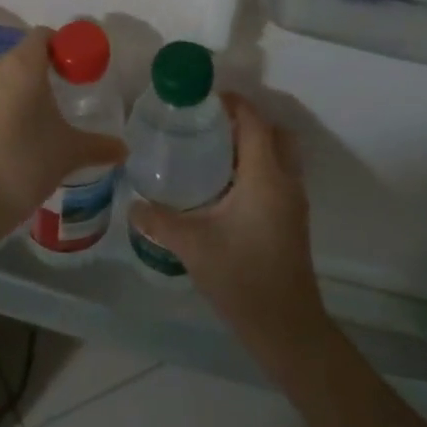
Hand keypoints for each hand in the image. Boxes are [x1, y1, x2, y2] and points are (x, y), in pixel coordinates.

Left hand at [0, 26, 128, 244]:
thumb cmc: (24, 164)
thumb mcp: (68, 154)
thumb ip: (98, 146)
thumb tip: (123, 149)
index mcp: (22, 65)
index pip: (43, 37)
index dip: (59, 49)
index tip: (71, 73)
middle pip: (15, 57)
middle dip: (32, 74)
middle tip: (50, 102)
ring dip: (5, 91)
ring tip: (22, 122)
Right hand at [131, 94, 328, 358]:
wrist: (286, 327)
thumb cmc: (241, 277)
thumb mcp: (192, 245)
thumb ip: (159, 220)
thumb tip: (132, 204)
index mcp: (265, 177)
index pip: (255, 123)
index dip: (234, 104)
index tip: (204, 99)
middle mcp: (285, 182)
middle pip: (275, 133)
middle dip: (247, 122)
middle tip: (209, 125)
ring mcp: (293, 202)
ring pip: (281, 156)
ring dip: (254, 145)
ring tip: (213, 151)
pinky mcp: (292, 220)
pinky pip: (279, 176)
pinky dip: (258, 167)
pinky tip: (224, 187)